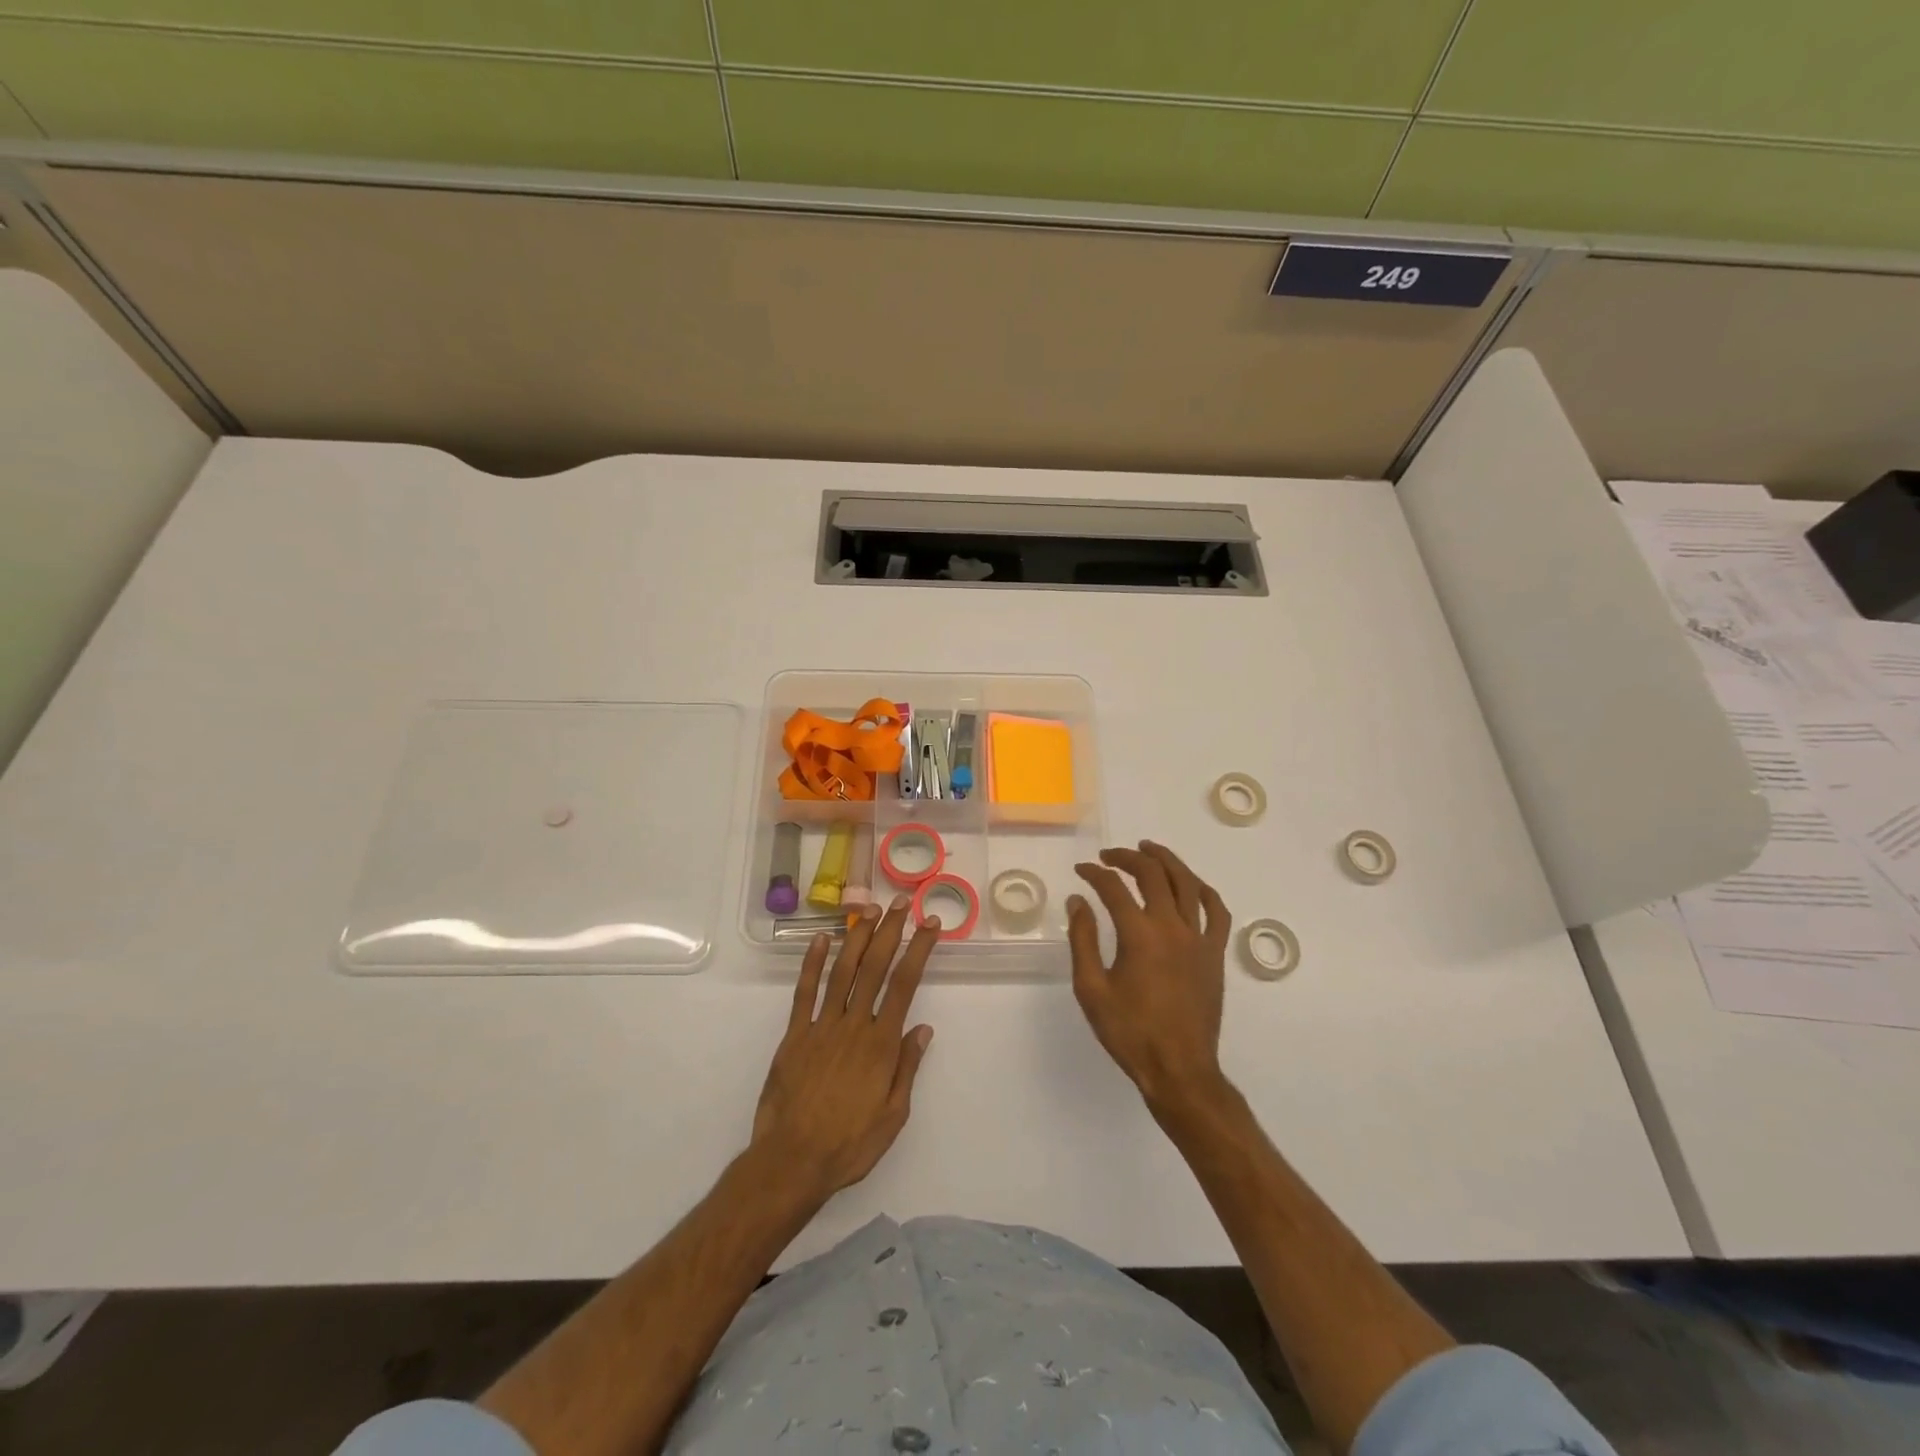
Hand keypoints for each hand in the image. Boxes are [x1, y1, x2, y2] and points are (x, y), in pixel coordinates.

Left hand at [752, 896, 937, 1199]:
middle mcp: (853, 1025)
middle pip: (875, 967)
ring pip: (842, 971)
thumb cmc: (849, 1145)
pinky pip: (804, 992)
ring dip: (856, 937)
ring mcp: (821, 1026)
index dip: (918, 949)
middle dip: (890, 930)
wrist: (791, 1162)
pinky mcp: (794, 1035)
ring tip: (868, 908)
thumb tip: (923, 1028)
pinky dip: (811, 963)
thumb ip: (907, 1068)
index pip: (905, 984)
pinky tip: (819, 939)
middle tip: (900, 902)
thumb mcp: (893, 1116)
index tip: (929, 924)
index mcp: (881, 1044)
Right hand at [1068, 841, 1232, 1110]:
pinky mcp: (1215, 953)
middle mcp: (1172, 927)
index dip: (1094, 874)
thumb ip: (1083, 940)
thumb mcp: (1091, 989)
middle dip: (1127, 858)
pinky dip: (1203, 891)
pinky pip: (1216, 911)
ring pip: (1187, 883)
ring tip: (1149, 850)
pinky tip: (1191, 884)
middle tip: (1109, 856)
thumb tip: (1078, 901)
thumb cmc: (1130, 1033)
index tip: (1081, 871)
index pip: (1114, 888)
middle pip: (1152, 874)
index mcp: (1139, 935)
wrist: (1179, 1069)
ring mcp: (1199, 938)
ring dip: (1166, 860)